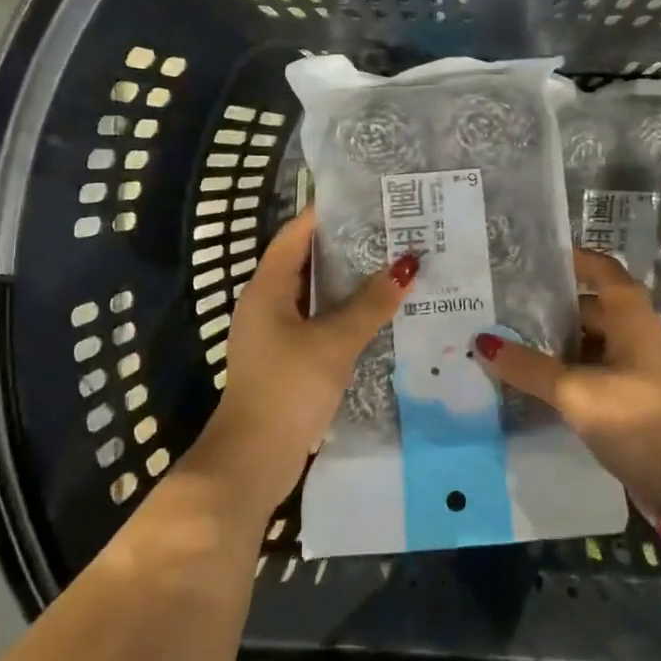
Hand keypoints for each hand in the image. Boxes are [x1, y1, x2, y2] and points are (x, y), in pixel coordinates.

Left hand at [193, 208, 415, 513]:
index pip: (296, 234)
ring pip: (315, 295)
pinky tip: (378, 314)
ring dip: (349, 283)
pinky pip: (319, 323)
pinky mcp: (287, 360)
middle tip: (391, 233)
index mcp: (267, 289)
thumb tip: (407, 266)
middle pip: (307, 262)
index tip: (366, 200)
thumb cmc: (288, 388)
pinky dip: (345, 314)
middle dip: (347, 248)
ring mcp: (275, 334)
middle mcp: (267, 304)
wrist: (254, 460)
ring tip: (393, 266)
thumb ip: (370, 304)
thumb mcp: (334, 342)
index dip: (327, 214)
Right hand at [474, 248, 660, 512]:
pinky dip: (564, 367)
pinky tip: (532, 375)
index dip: (571, 259)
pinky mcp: (628, 394)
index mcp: (631, 315)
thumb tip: (482, 342)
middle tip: (506, 302)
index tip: (532, 257)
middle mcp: (635, 332)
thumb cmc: (633, 418)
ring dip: (555, 339)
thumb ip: (528, 367)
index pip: (601, 269)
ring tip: (509, 336)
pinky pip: (590, 367)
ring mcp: (634, 365)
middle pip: (589, 305)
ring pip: (588, 340)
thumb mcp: (575, 390)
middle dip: (551, 304)